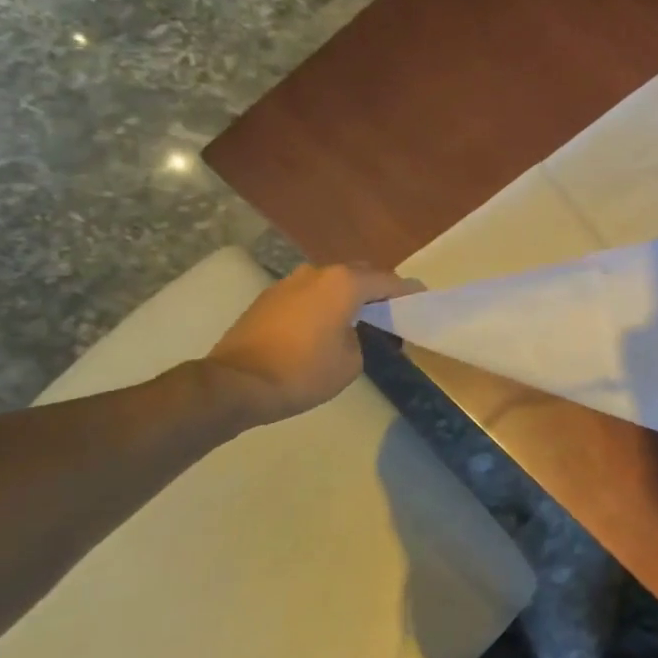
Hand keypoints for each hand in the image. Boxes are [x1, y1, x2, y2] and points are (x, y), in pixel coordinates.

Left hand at [204, 263, 421, 424]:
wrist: (236, 384)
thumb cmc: (302, 373)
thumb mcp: (351, 363)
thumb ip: (360, 338)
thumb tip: (348, 332)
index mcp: (344, 284)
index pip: (388, 281)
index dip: (407, 291)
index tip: (421, 298)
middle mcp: (318, 273)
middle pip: (359, 274)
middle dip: (377, 289)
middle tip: (390, 310)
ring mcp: (289, 282)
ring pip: (330, 282)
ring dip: (346, 295)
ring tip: (356, 318)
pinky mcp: (268, 298)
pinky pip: (308, 294)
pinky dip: (322, 303)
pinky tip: (323, 325)